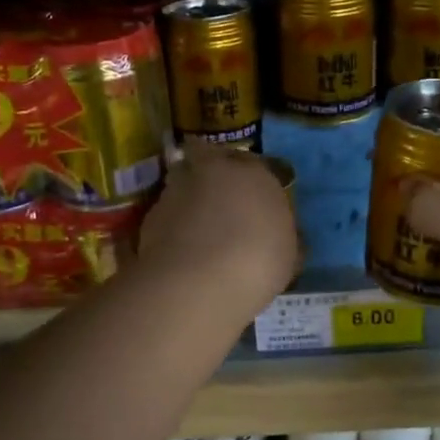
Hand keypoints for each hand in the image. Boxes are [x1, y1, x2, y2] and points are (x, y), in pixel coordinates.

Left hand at [140, 143, 297, 318]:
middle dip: (210, 173)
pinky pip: (166, 213)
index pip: (252, 162)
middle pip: (207, 159)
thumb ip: (279, 232)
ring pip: (182, 182)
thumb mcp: (288, 252)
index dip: (249, 179)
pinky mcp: (151, 213)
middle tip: (218, 201)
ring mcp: (177, 188)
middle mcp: (213, 170)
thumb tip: (276, 232)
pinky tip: (179, 249)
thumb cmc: (259, 262)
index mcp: (254, 172)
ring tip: (195, 228)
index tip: (251, 197)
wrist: (200, 281)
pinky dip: (171, 224)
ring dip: (187, 197)